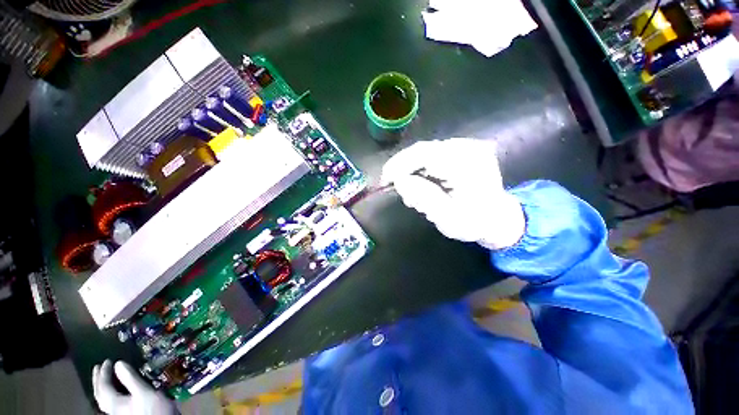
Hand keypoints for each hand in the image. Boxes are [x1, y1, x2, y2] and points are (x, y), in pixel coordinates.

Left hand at [92, 360, 177, 414]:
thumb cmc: (155, 414)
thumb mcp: (146, 393)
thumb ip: (130, 377)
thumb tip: (118, 363)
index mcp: (114, 403)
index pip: (103, 384)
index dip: (104, 371)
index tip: (108, 361)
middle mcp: (113, 411)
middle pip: (100, 395)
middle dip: (98, 381)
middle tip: (99, 369)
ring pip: (106, 404)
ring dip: (104, 391)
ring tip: (108, 384)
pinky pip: (114, 409)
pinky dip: (113, 401)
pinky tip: (121, 401)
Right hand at [381, 138, 524, 249]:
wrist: (501, 217)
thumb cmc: (477, 222)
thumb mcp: (450, 219)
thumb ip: (425, 199)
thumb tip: (401, 181)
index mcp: (466, 163)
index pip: (424, 154)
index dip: (399, 164)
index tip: (385, 181)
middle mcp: (467, 148)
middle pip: (425, 149)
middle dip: (405, 167)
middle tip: (396, 188)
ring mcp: (468, 146)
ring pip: (429, 150)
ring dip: (415, 167)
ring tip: (411, 190)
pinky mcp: (466, 149)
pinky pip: (438, 152)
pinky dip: (426, 165)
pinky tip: (424, 182)